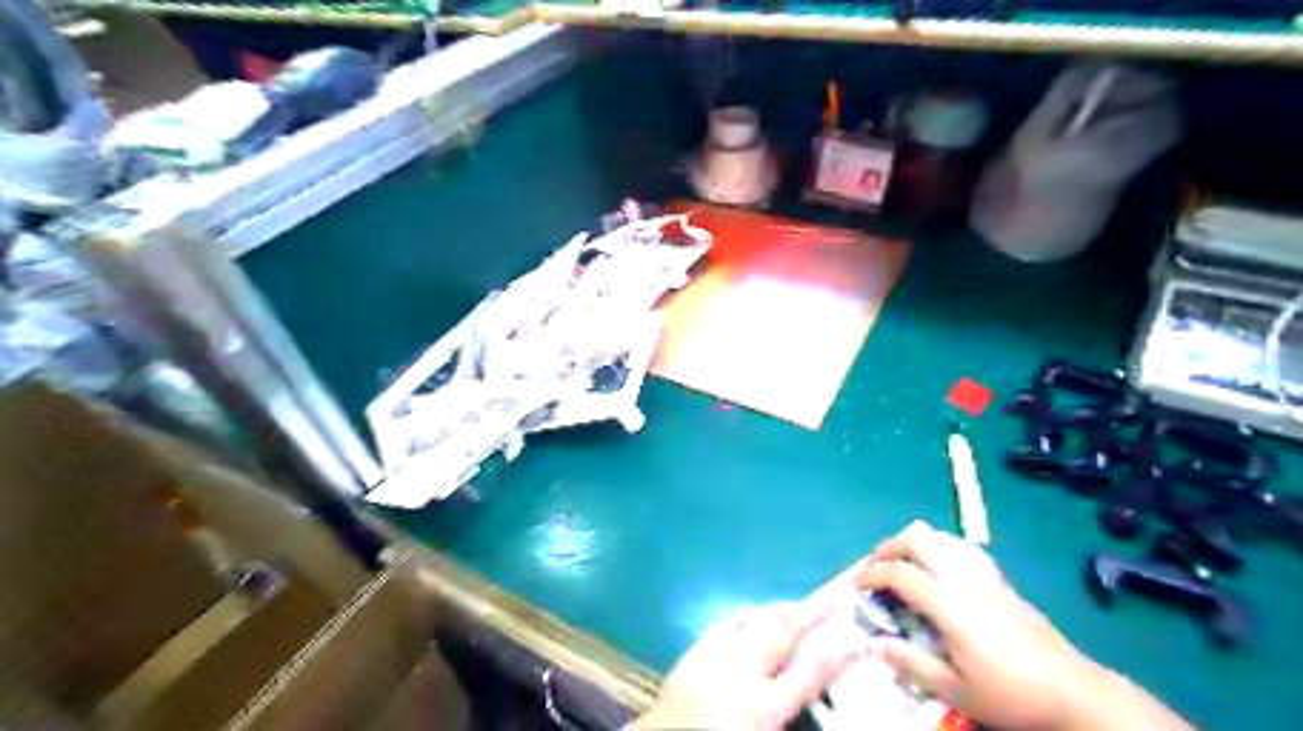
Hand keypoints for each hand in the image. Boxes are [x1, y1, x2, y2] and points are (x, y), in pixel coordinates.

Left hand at [639, 603, 863, 729]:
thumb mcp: (762, 730)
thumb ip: (788, 709)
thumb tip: (805, 688)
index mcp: (762, 709)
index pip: (808, 675)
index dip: (835, 653)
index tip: (857, 636)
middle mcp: (739, 675)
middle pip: (779, 634)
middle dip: (808, 613)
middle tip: (832, 600)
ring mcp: (713, 657)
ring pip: (751, 621)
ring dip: (776, 611)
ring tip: (796, 608)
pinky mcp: (692, 652)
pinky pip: (724, 625)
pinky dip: (744, 618)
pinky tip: (751, 620)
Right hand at [857, 521, 1107, 730]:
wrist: (1073, 692)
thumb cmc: (1010, 693)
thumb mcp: (955, 688)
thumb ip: (911, 662)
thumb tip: (873, 643)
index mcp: (949, 603)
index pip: (899, 572)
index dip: (871, 573)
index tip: (857, 586)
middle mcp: (964, 578)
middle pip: (918, 540)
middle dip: (888, 547)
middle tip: (874, 567)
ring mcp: (985, 575)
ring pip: (941, 537)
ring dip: (914, 544)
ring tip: (902, 565)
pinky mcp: (1000, 580)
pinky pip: (961, 548)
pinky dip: (939, 548)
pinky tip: (939, 569)